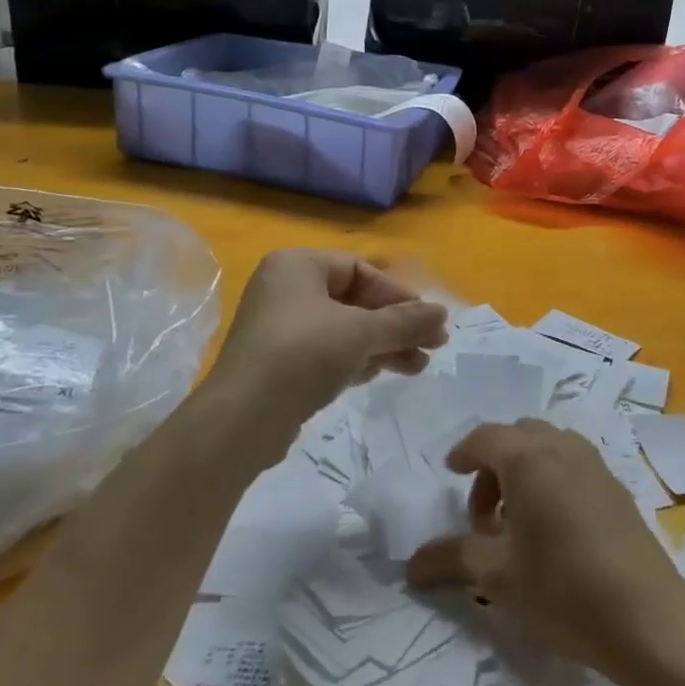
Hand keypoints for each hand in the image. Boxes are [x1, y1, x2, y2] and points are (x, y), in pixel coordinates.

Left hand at [209, 250, 447, 433]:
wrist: (242, 420)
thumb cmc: (303, 355)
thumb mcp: (361, 333)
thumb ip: (405, 321)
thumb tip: (442, 313)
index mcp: (297, 265)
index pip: (360, 269)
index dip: (398, 294)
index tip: (427, 320)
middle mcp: (285, 289)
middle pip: (354, 300)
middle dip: (395, 325)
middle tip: (433, 345)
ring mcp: (279, 327)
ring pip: (344, 329)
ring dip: (382, 345)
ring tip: (417, 367)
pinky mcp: (279, 363)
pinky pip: (326, 351)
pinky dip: (356, 359)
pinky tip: (380, 374)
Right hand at [406, 420, 684, 682]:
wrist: (650, 619)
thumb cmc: (563, 590)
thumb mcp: (497, 578)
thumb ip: (451, 559)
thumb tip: (410, 564)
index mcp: (528, 457)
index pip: (484, 438)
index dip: (463, 453)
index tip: (450, 474)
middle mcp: (561, 446)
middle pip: (516, 437)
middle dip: (492, 466)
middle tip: (483, 517)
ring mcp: (594, 462)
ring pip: (546, 447)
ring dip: (523, 472)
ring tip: (517, 525)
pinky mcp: (616, 485)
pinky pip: (571, 463)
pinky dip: (550, 478)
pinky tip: (554, 529)